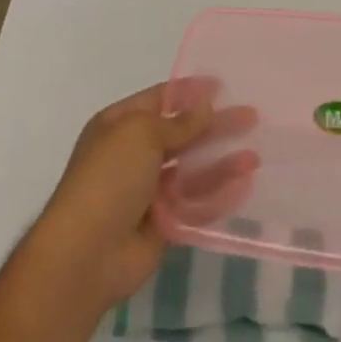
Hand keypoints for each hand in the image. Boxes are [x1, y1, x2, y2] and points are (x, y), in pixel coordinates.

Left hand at [26, 82, 251, 321]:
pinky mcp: (162, 223)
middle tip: (251, 116)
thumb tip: (205, 105)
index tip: (223, 85)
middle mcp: (134, 154)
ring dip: (221, 162)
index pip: (160, 99)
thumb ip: (179, 123)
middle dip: (214, 125)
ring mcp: (148, 191)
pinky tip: (244, 186)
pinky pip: (194, 203)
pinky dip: (218, 194)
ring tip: (255, 157)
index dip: (189, 92)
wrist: (84, 255)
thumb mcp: (142, 136)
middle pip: (182, 134)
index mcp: (120, 125)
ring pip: (191, 170)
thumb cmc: (108, 179)